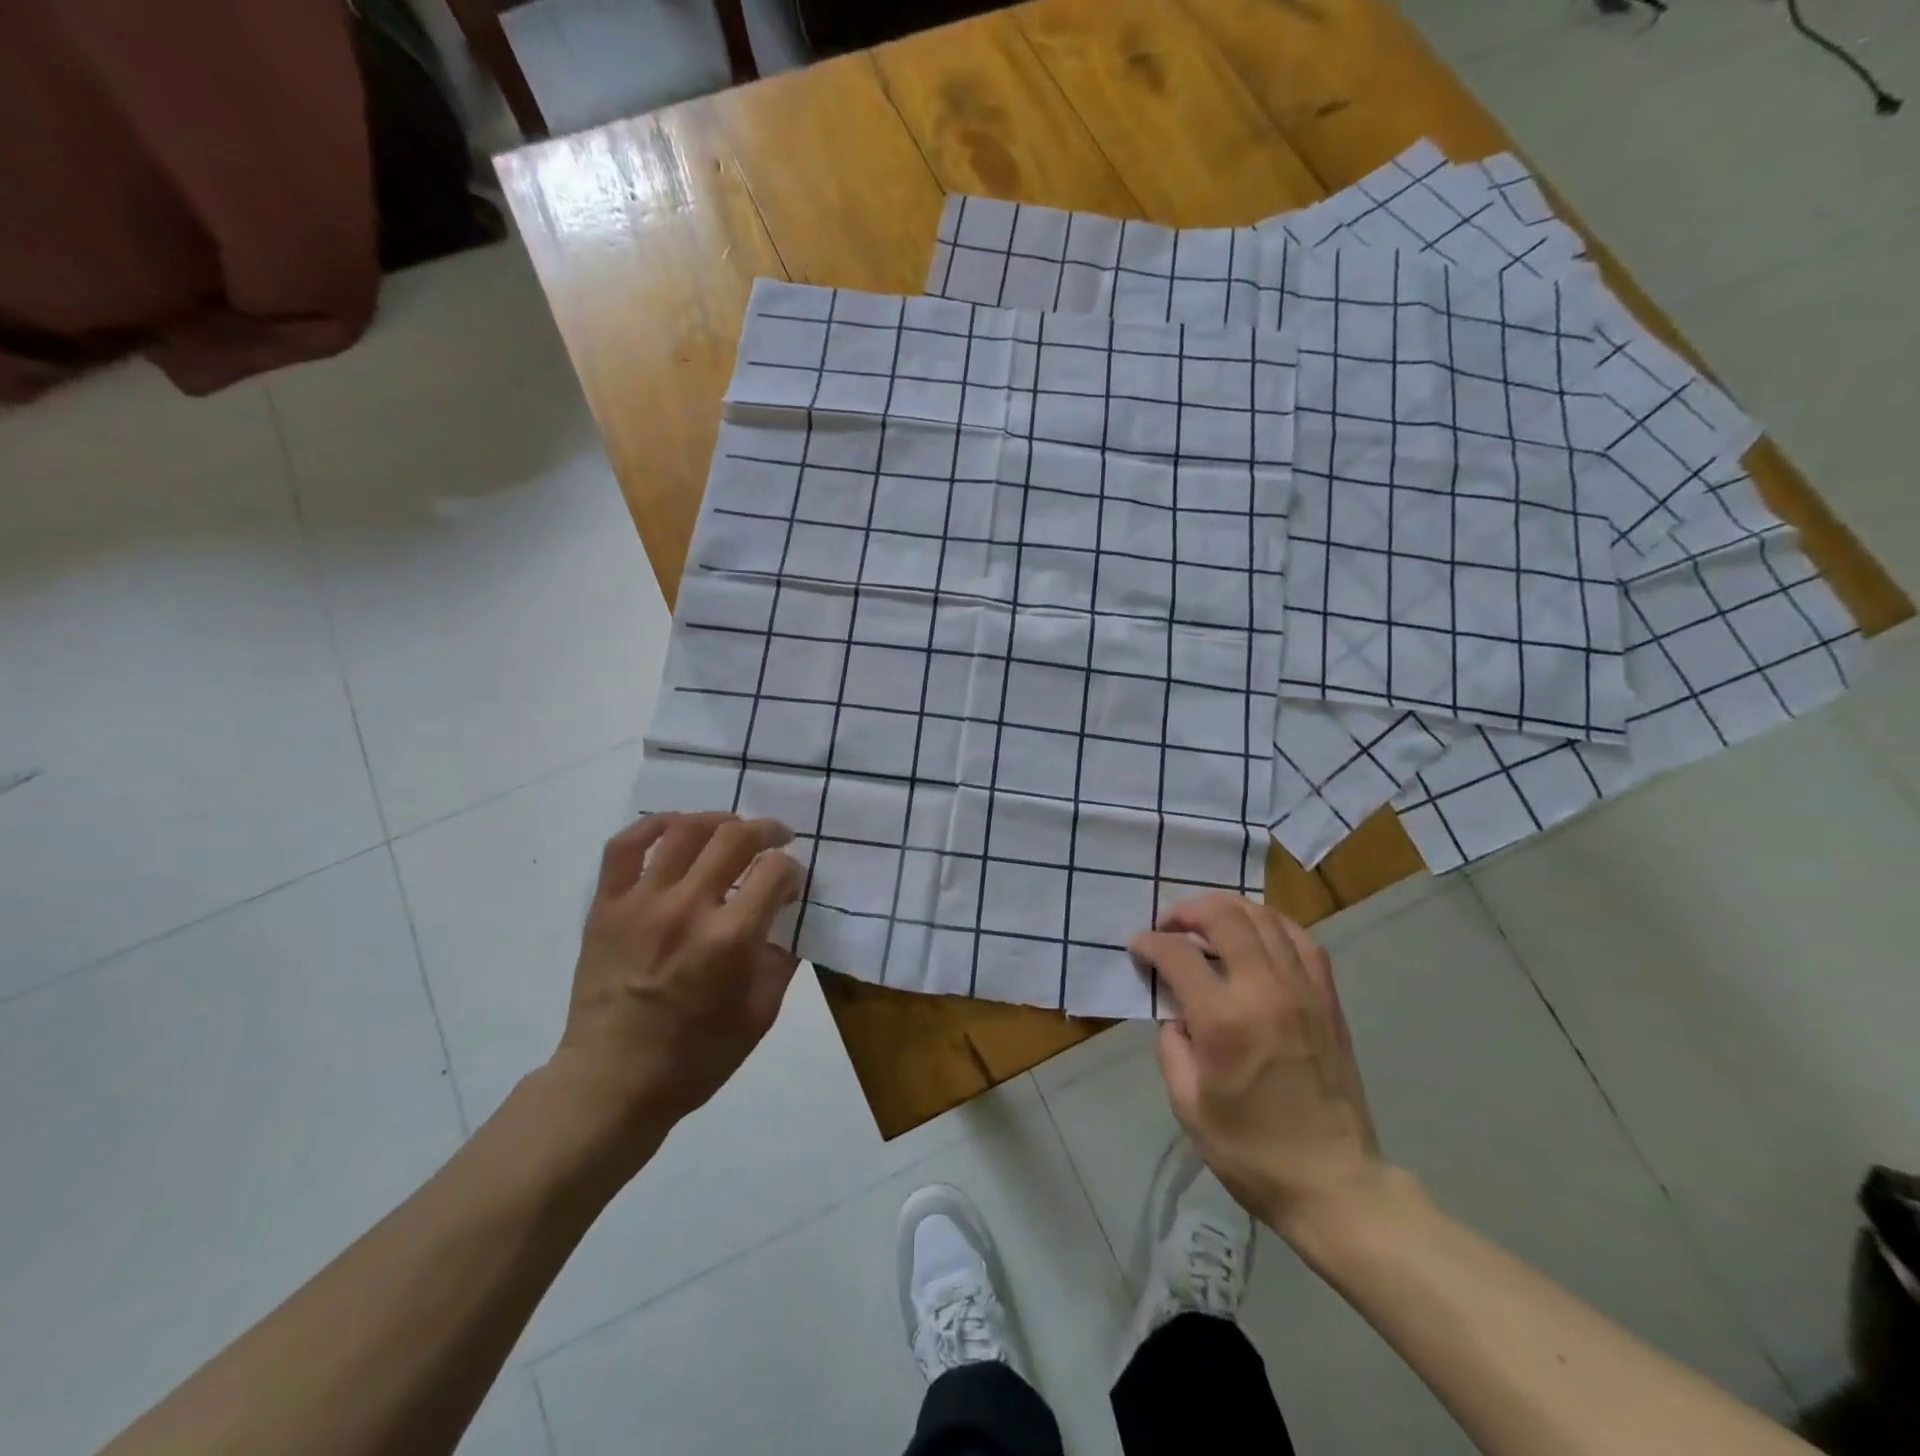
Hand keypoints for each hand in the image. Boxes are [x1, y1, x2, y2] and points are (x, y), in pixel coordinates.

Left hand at [549, 812, 803, 1138]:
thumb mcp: (761, 1015)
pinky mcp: (607, 906)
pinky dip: (652, 825)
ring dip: (718, 820)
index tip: (791, 883)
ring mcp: (642, 903)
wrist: (612, 1082)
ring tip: (731, 827)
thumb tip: (789, 916)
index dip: (792, 869)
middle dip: (767, 830)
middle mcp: (688, 909)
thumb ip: (782, 959)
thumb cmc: (695, 1057)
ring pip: (684, 831)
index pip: (775, 871)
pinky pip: (624, 847)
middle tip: (777, 838)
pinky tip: (674, 826)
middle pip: (735, 838)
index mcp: (730, 939)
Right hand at [1132, 893, 1389, 1239]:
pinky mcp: (1328, 1000)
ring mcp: (1303, 991)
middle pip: (1225, 917)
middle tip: (1169, 925)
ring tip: (1208, 922)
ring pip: (1265, 918)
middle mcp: (1265, 992)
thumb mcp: (1188, 1105)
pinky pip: (1302, 940)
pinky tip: (1257, 934)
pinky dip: (1272, 925)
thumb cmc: (1251, 1152)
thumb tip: (1176, 1011)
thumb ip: (1173, 1045)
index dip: (1150, 942)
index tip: (1137, 947)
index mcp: (1224, 1021)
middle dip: (1188, 910)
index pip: (1177, 954)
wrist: (1334, 1184)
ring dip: (1229, 909)